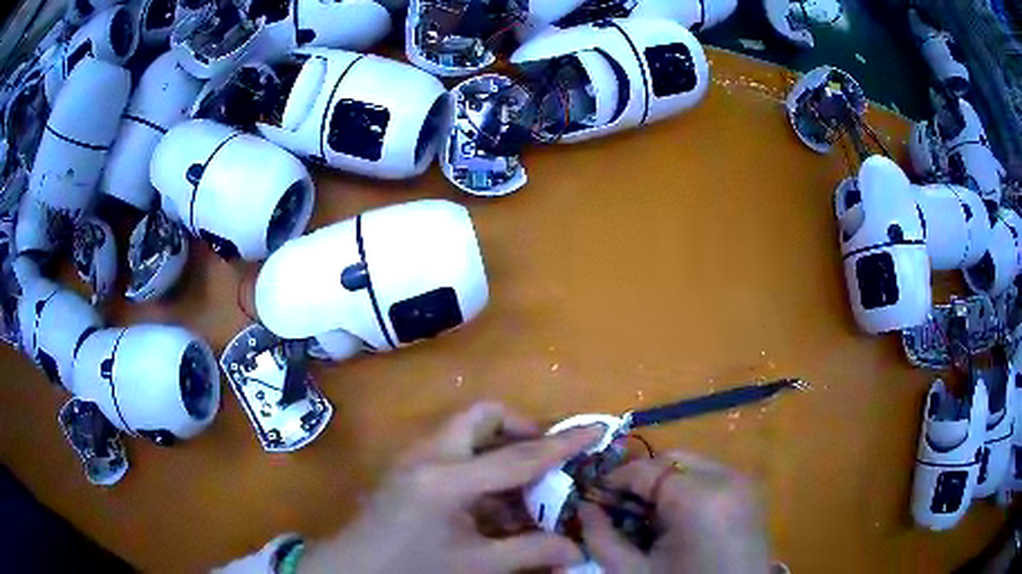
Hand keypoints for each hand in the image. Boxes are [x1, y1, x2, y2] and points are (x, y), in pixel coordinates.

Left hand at [299, 402, 603, 573]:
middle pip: (482, 417)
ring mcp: (414, 458)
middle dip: (520, 430)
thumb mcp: (476, 565)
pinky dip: (480, 466)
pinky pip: (453, 451)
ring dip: (500, 450)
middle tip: (544, 459)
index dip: (561, 445)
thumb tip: (577, 548)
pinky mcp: (409, 468)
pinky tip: (491, 503)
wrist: (352, 569)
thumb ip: (530, 552)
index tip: (594, 429)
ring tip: (522, 488)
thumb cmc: (411, 568)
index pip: (517, 456)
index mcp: (447, 479)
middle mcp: (430, 455)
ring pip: (466, 432)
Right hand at [578, 451, 769, 573]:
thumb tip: (584, 507)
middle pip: (672, 460)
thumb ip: (601, 537)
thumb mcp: (632, 572)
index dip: (613, 480)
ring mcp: (744, 484)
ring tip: (645, 517)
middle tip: (618, 508)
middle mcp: (728, 478)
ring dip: (663, 485)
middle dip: (641, 480)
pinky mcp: (751, 495)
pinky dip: (687, 490)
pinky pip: (711, 478)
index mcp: (700, 497)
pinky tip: (674, 521)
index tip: (592, 497)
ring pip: (691, 466)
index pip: (646, 468)